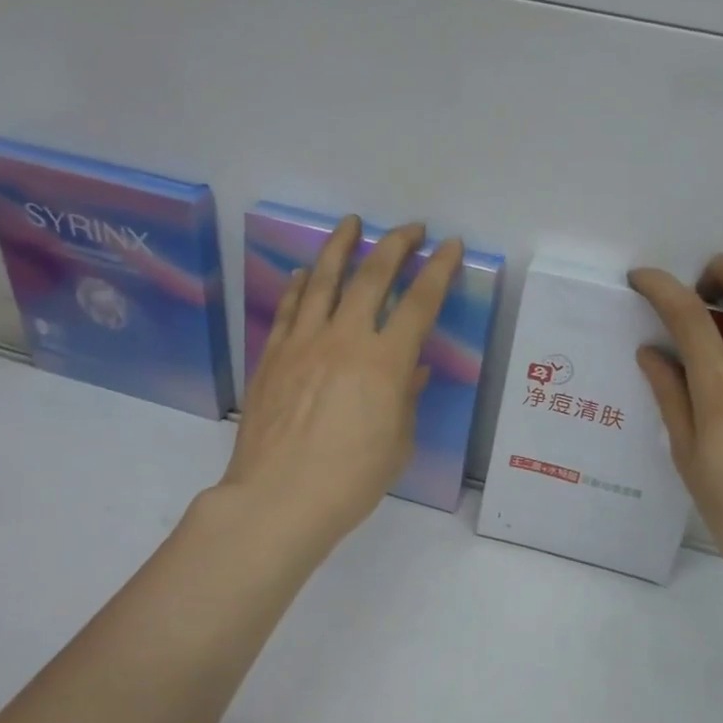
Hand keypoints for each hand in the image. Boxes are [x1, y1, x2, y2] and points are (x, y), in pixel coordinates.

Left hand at [219, 216, 463, 556]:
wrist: (277, 499)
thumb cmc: (350, 481)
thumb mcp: (397, 444)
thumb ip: (406, 399)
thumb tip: (412, 371)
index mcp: (385, 362)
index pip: (419, 302)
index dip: (438, 269)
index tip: (449, 245)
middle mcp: (344, 340)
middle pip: (371, 276)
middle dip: (394, 244)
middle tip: (410, 228)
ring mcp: (302, 344)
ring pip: (322, 280)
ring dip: (339, 247)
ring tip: (349, 223)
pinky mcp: (272, 357)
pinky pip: (288, 310)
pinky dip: (298, 286)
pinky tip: (302, 273)